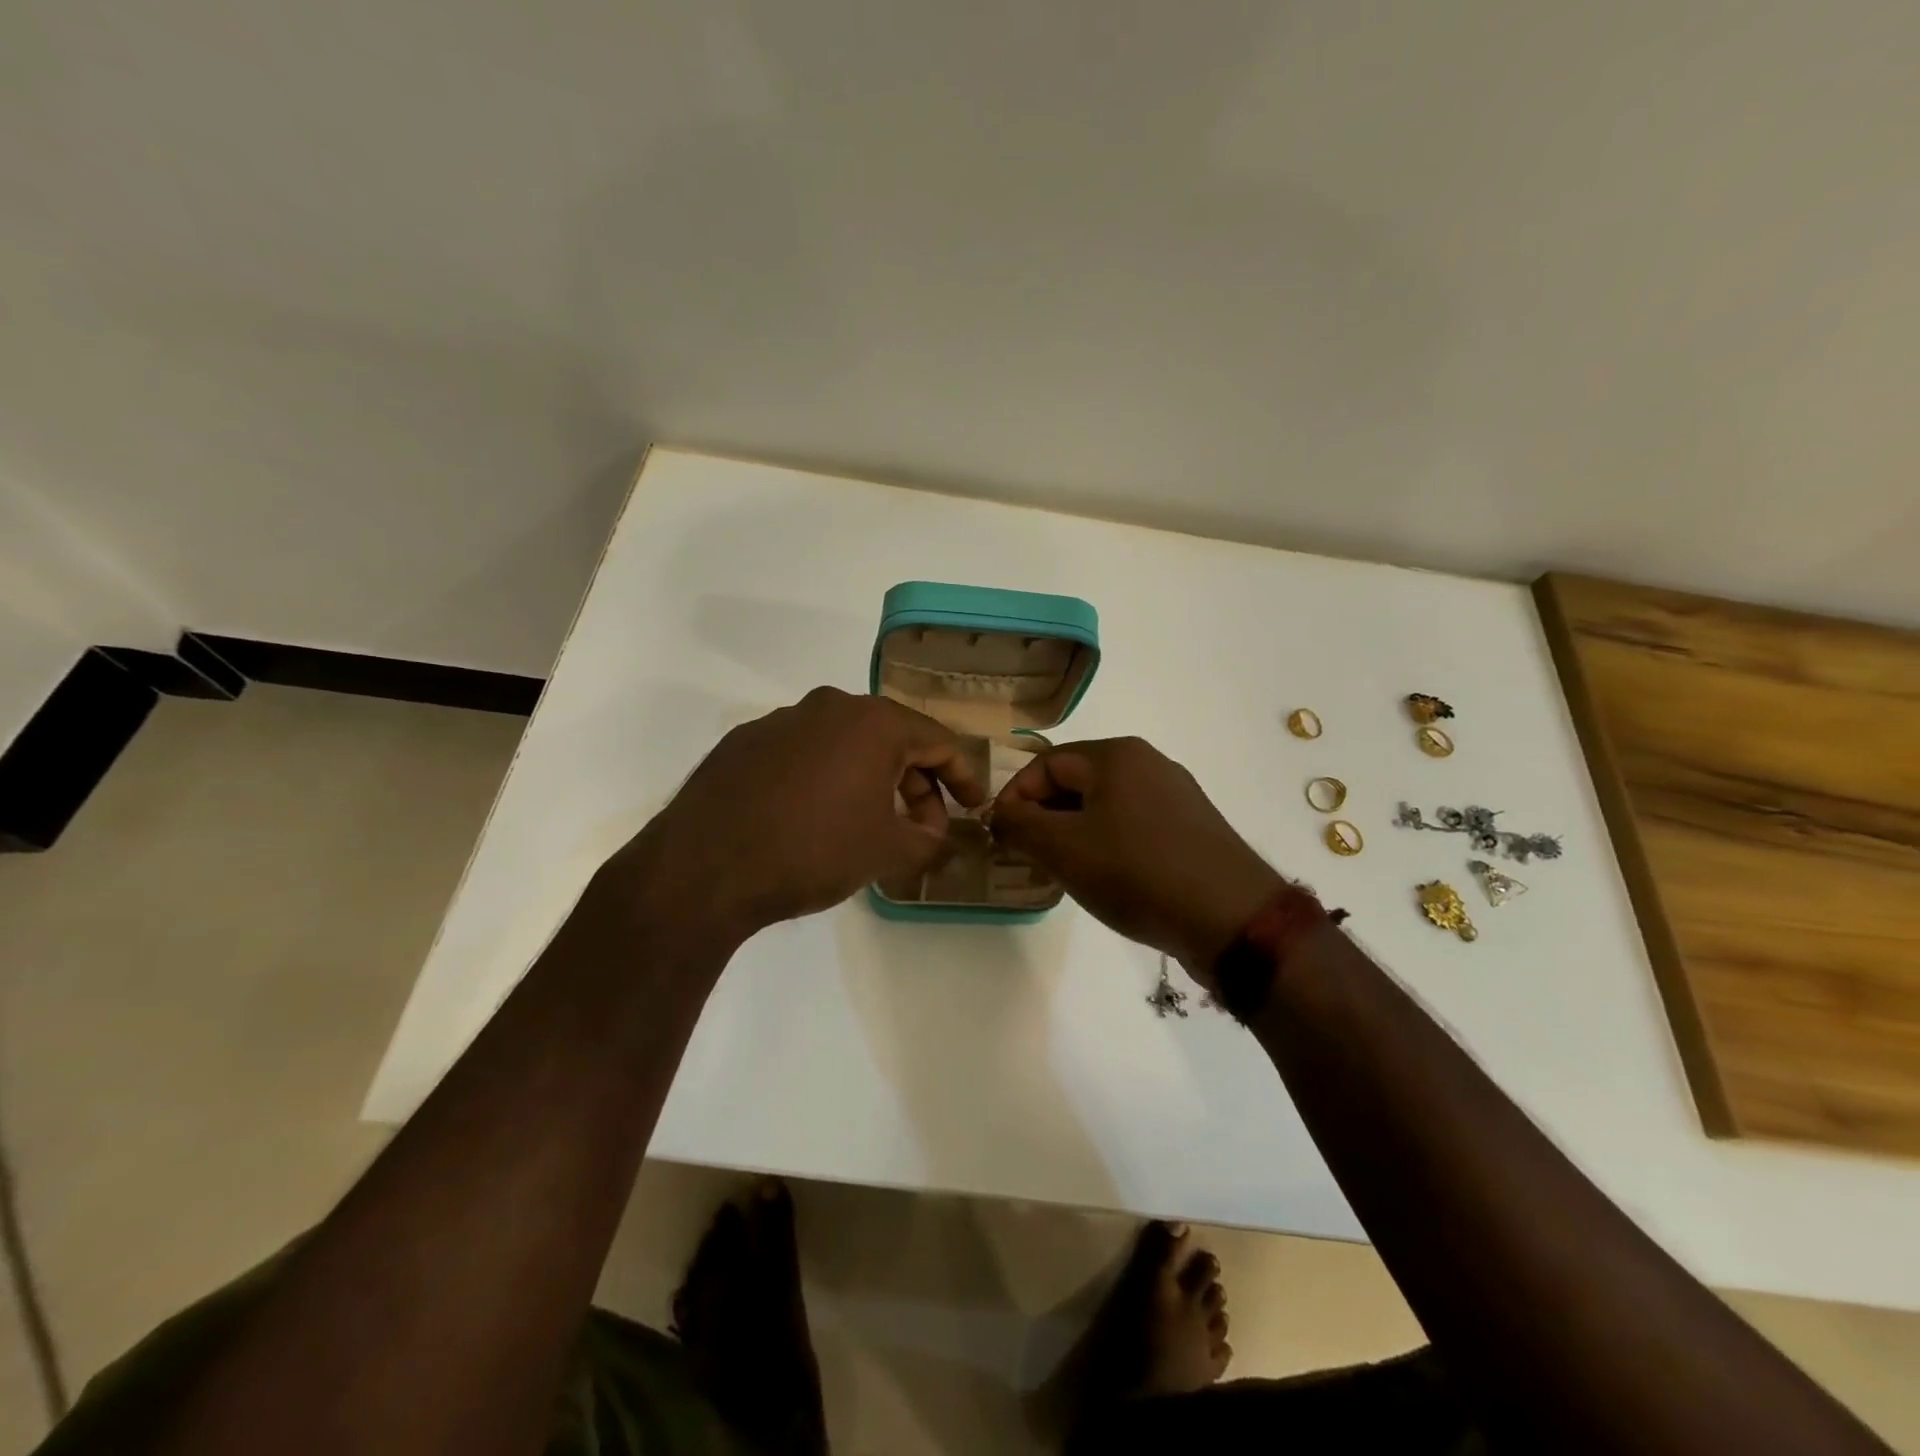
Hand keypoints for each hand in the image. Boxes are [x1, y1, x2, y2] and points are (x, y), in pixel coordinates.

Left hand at [599, 687, 984, 943]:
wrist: (704, 868)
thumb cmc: (813, 851)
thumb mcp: (887, 852)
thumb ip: (928, 839)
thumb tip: (934, 832)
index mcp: (873, 722)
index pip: (938, 740)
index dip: (963, 776)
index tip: (973, 806)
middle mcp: (829, 707)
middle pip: (892, 738)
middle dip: (916, 782)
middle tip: (923, 824)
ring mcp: (781, 720)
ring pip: (845, 744)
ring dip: (869, 779)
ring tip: (870, 823)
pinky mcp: (744, 742)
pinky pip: (803, 754)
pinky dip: (824, 779)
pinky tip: (814, 817)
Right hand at [989, 737, 1281, 982]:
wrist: (1232, 918)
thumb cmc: (1138, 873)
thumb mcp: (1063, 849)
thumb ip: (1019, 825)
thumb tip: (1000, 815)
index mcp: (1116, 755)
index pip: (1044, 764)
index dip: (1014, 797)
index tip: (1000, 837)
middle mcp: (1148, 763)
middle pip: (1075, 782)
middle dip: (1042, 817)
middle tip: (1026, 857)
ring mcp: (1175, 795)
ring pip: (1103, 806)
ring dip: (1072, 834)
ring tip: (1061, 872)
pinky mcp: (1191, 828)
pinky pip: (1132, 825)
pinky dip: (1106, 845)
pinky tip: (1105, 879)